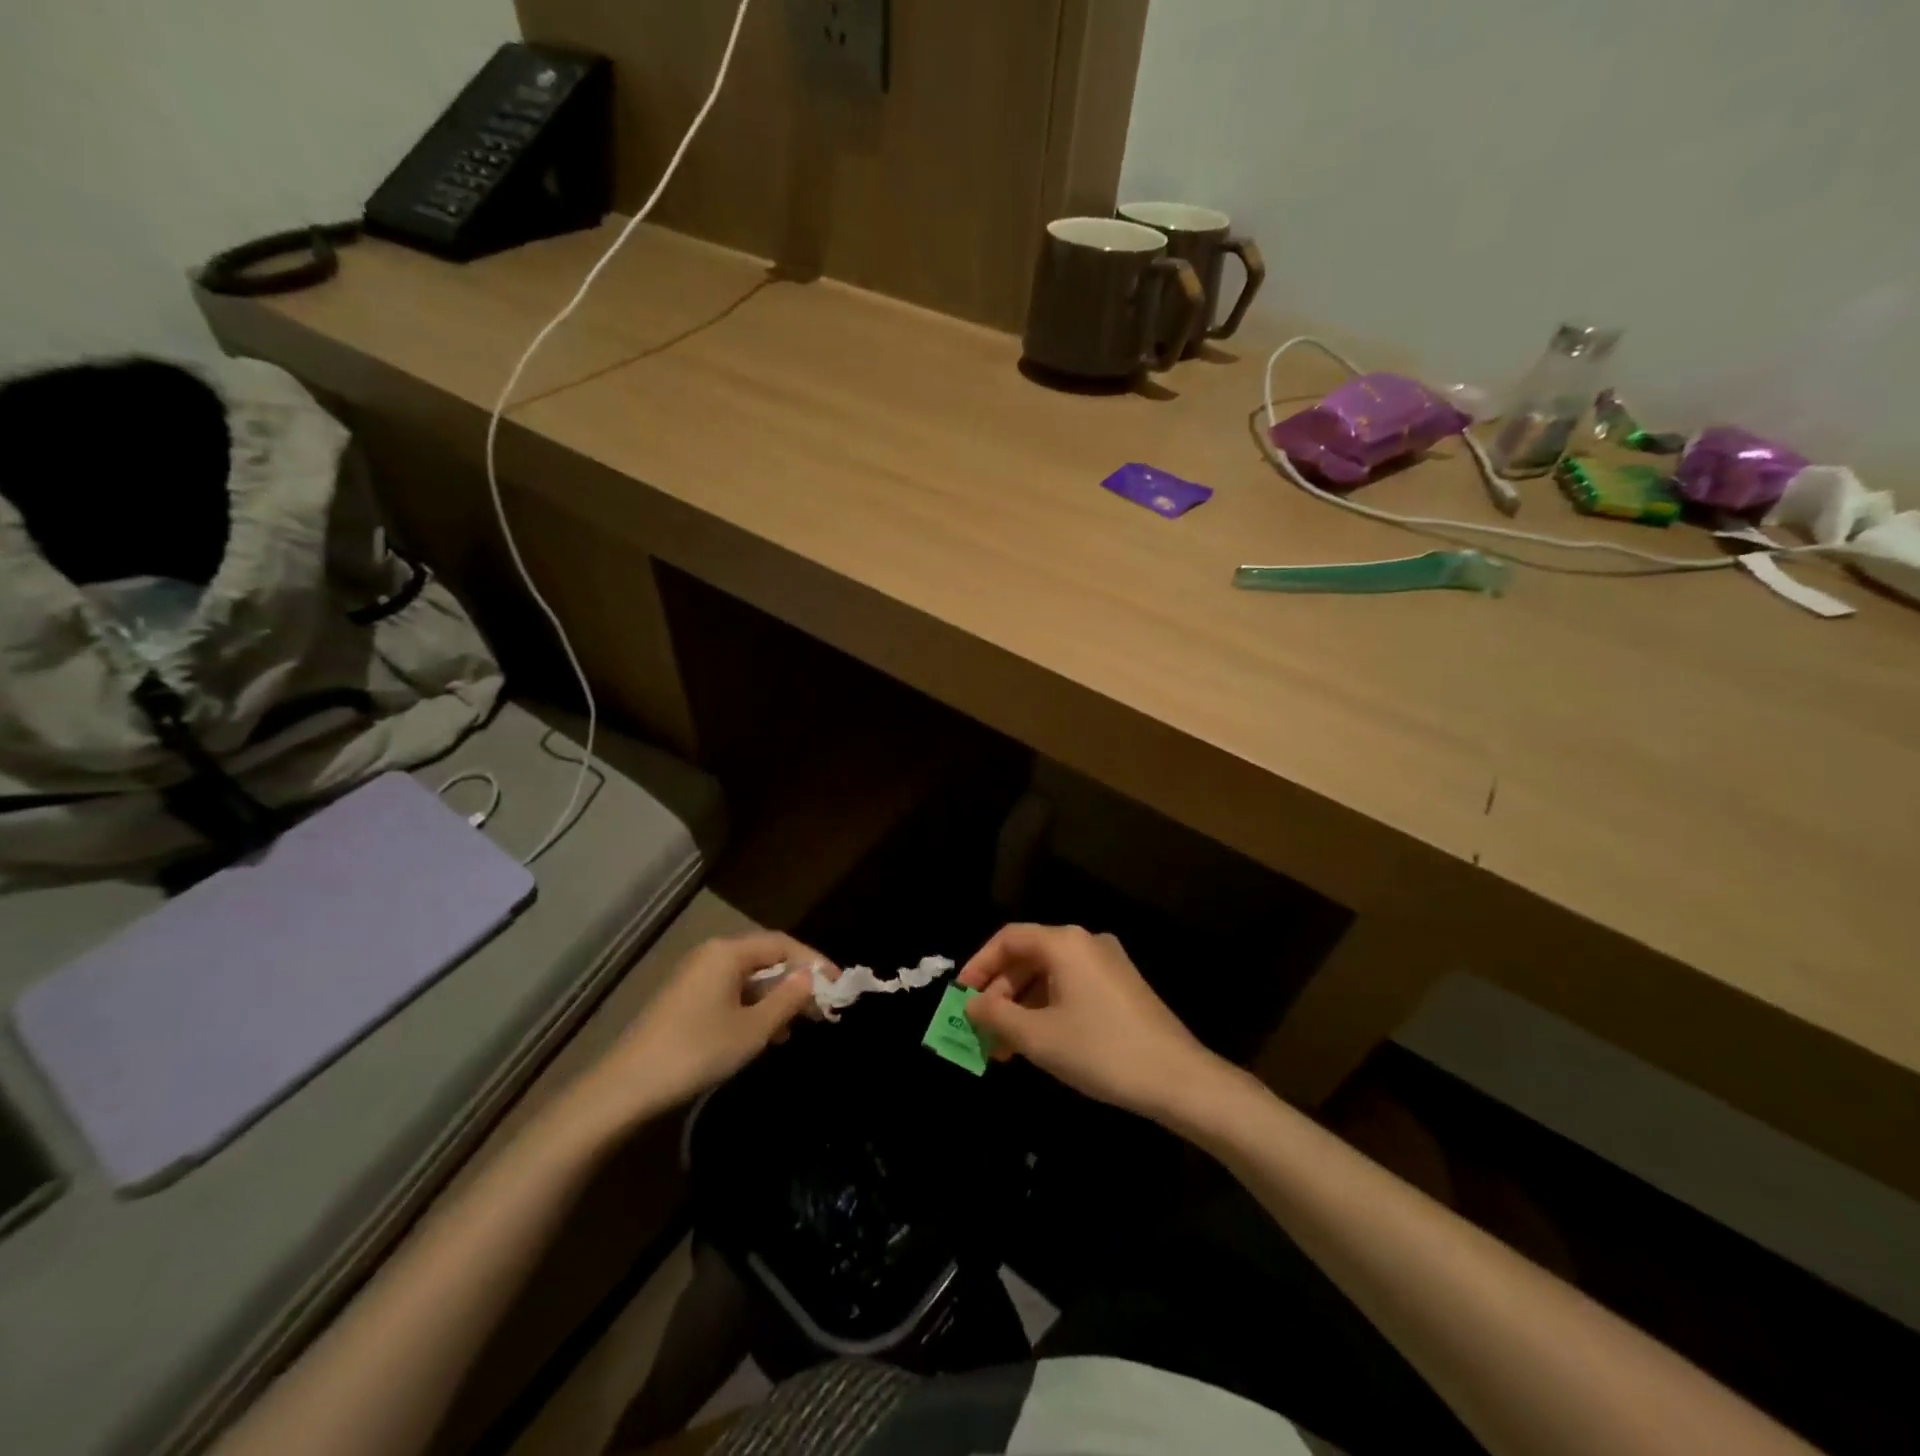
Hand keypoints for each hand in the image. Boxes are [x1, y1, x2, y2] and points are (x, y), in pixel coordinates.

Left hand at [568, 932, 833, 1126]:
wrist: (626, 1088)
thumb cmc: (697, 1051)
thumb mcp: (753, 1029)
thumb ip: (787, 999)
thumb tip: (811, 978)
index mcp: (728, 952)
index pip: (783, 945)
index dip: (815, 963)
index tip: (839, 987)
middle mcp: (712, 955)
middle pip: (766, 959)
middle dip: (797, 982)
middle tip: (824, 1009)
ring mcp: (696, 978)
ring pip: (749, 979)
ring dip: (777, 999)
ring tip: (799, 1027)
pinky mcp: (685, 1000)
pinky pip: (732, 993)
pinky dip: (754, 1008)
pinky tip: (766, 1036)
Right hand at [958, 924, 1220, 1120]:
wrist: (1178, 1078)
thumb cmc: (1100, 1050)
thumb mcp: (1038, 1036)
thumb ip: (997, 1015)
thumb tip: (972, 1003)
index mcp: (1064, 942)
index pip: (1008, 939)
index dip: (979, 965)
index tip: (961, 998)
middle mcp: (1086, 943)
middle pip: (1029, 957)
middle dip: (1000, 994)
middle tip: (981, 1031)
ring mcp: (1108, 964)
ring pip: (1049, 976)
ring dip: (1022, 1007)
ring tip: (1004, 1049)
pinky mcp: (1122, 987)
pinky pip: (1071, 987)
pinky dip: (1047, 1009)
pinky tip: (1039, 1043)